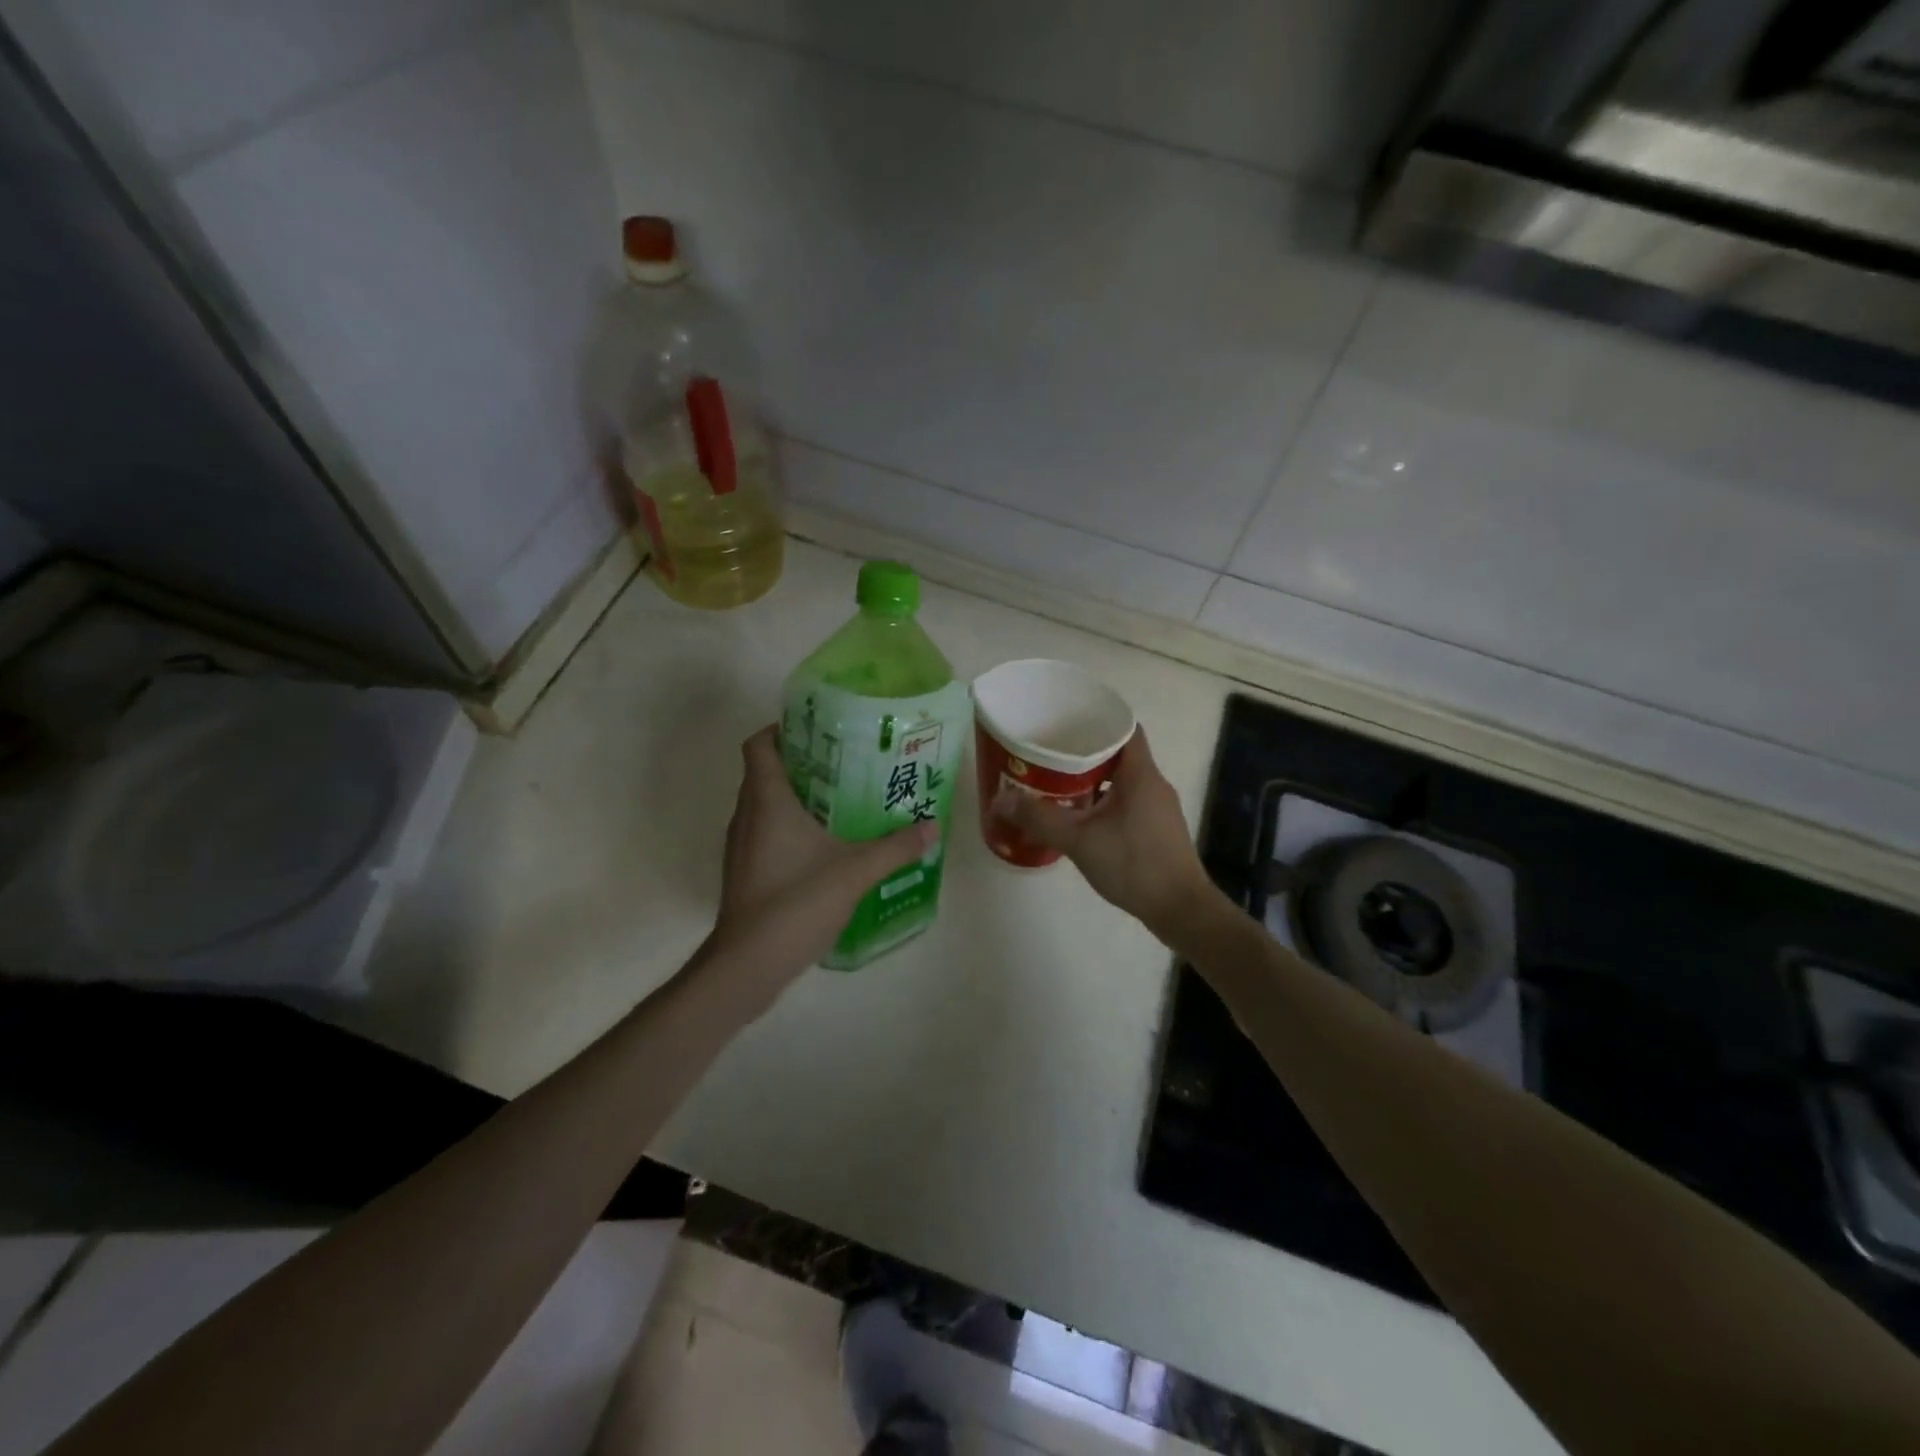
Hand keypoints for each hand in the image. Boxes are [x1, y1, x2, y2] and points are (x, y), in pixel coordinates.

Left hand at [705, 726, 934, 1008]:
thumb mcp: (855, 872)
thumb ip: (895, 847)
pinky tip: (824, 845)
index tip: (818, 730)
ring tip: (841, 800)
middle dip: (802, 761)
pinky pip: (765, 832)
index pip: (759, 744)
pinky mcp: (745, 871)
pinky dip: (789, 827)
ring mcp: (742, 845)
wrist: (747, 964)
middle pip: (765, 771)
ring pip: (764, 804)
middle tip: (845, 762)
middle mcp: (747, 815)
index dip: (782, 728)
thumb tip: (931, 827)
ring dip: (796, 796)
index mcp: (767, 800)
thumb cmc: (795, 903)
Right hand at [991, 728, 1216, 942]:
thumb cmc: (1133, 864)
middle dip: (1084, 751)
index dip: (1096, 720)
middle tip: (1049, 755)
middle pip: (1118, 752)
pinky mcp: (1157, 828)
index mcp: (1140, 773)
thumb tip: (999, 801)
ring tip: (1057, 785)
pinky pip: (1127, 801)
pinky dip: (1103, 800)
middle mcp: (1153, 783)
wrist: (1180, 909)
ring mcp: (1158, 807)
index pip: (1123, 727)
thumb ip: (1039, 818)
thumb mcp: (1079, 840)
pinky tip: (1080, 817)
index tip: (1065, 723)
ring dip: (1093, 779)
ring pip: (1122, 779)